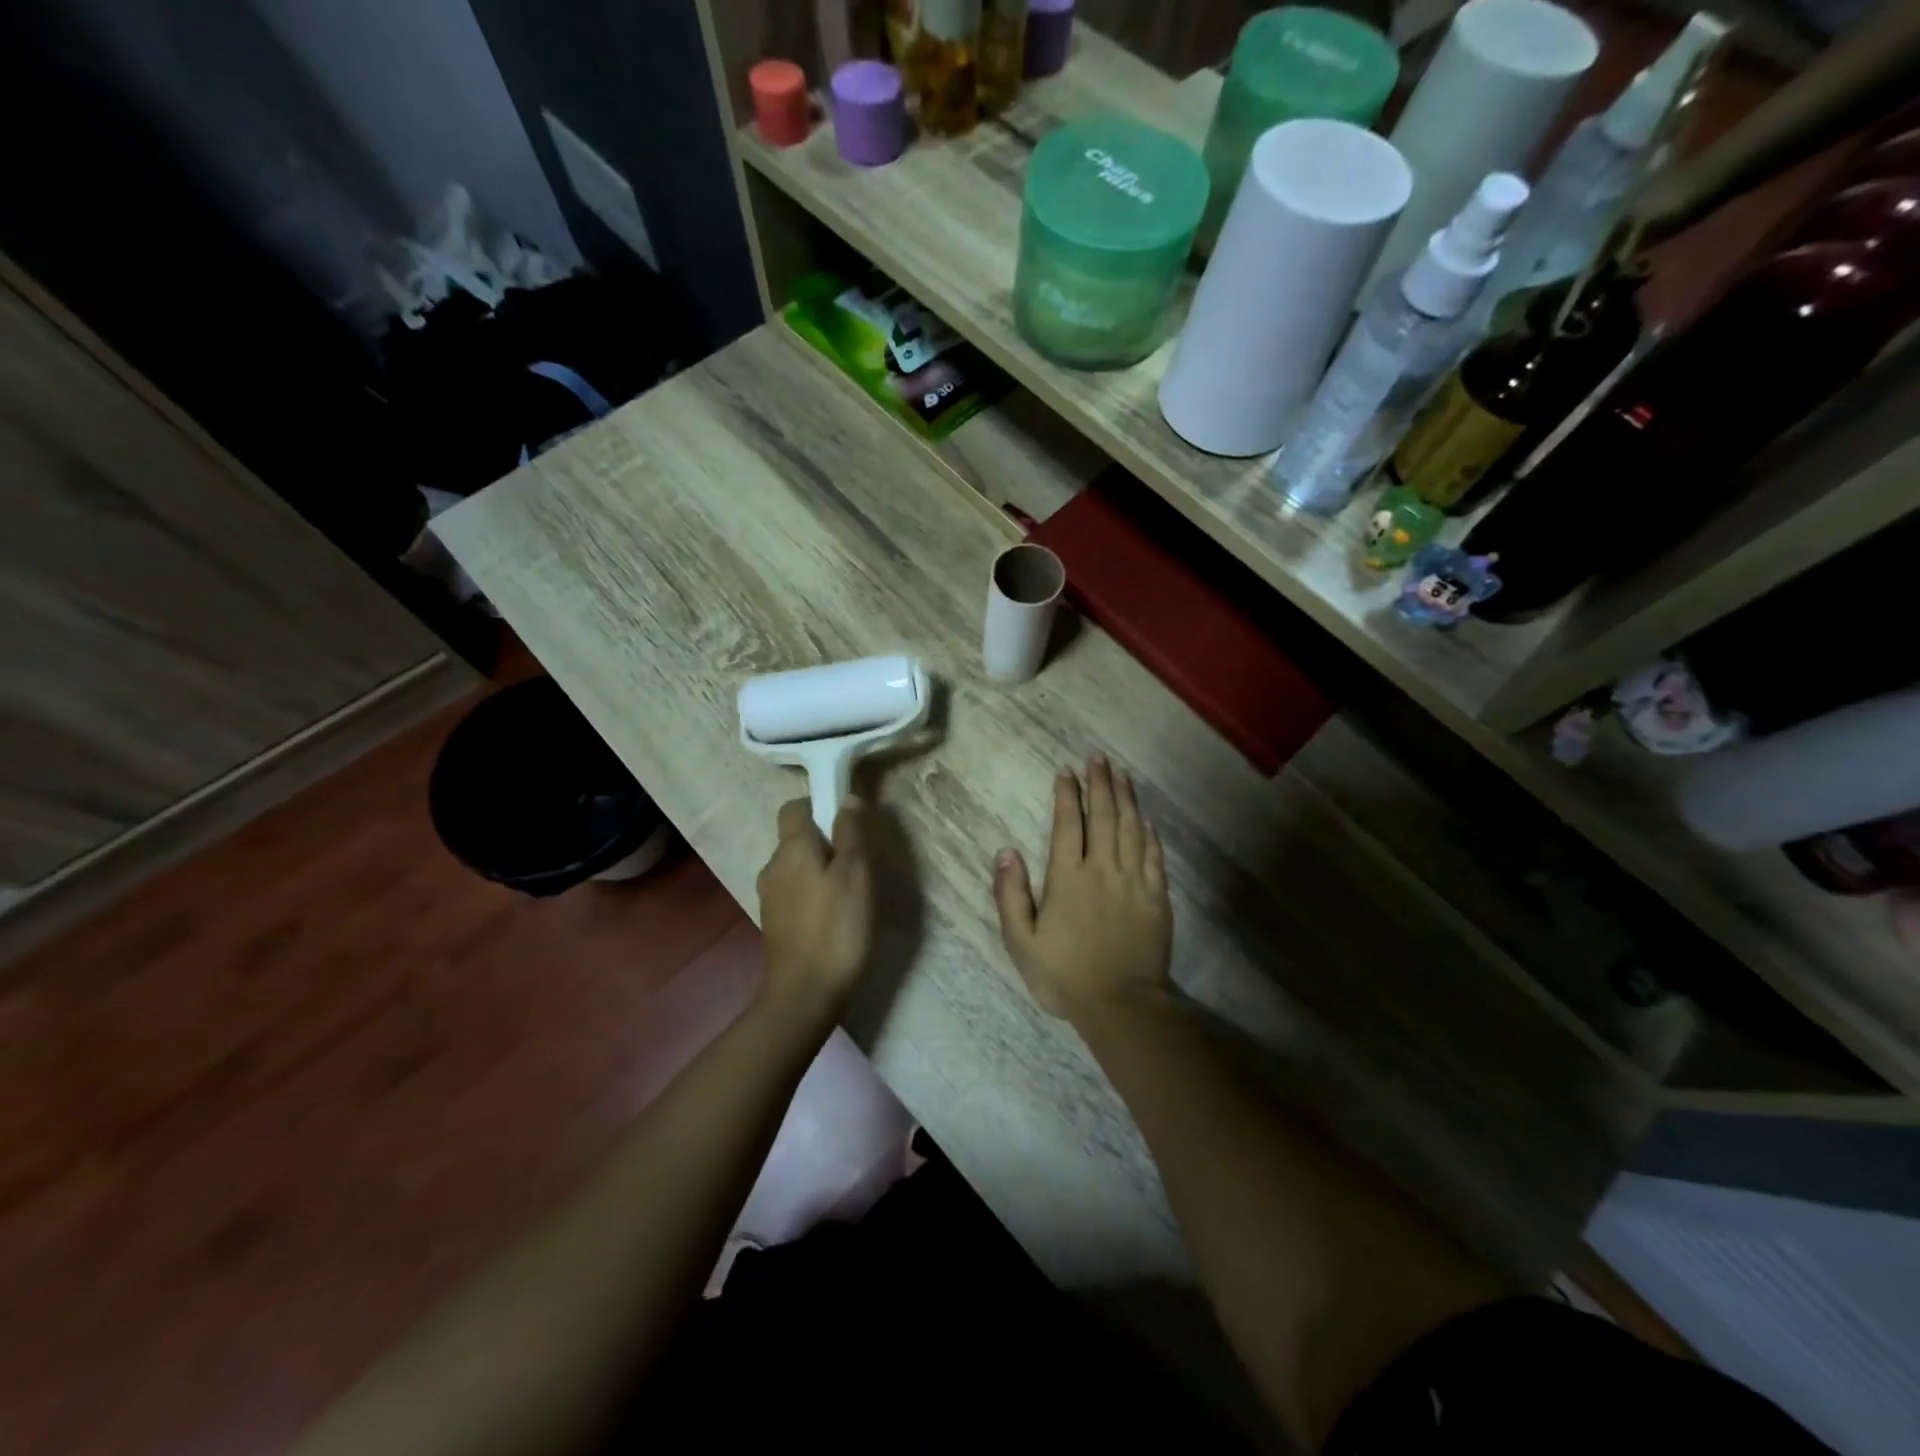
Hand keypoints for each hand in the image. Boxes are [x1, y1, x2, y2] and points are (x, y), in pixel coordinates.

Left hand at [757, 797, 872, 1016]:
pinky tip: (833, 914)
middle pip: (795, 838)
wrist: (805, 993)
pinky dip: (811, 892)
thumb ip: (850, 833)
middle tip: (856, 859)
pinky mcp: (774, 923)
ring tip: (849, 889)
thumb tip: (846, 798)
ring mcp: (769, 897)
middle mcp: (772, 867)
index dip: (817, 805)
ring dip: (818, 868)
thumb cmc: (836, 927)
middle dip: (823, 840)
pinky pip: (793, 892)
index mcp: (791, 849)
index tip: (845, 820)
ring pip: (795, 867)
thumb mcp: (855, 874)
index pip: (794, 807)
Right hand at [992, 756, 1172, 1020]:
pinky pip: (1154, 854)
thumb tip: (1006, 851)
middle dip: (1101, 783)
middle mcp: (1103, 869)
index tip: (1067, 772)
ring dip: (1126, 798)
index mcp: (1068, 878)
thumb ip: (1011, 895)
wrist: (1121, 1005)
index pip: (1069, 824)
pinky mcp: (1156, 896)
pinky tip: (1145, 817)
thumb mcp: (1021, 942)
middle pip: (1104, 816)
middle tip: (1099, 758)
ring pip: (1131, 828)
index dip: (1068, 795)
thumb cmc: (1064, 975)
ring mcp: (1134, 881)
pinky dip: (1149, 831)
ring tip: (1122, 773)